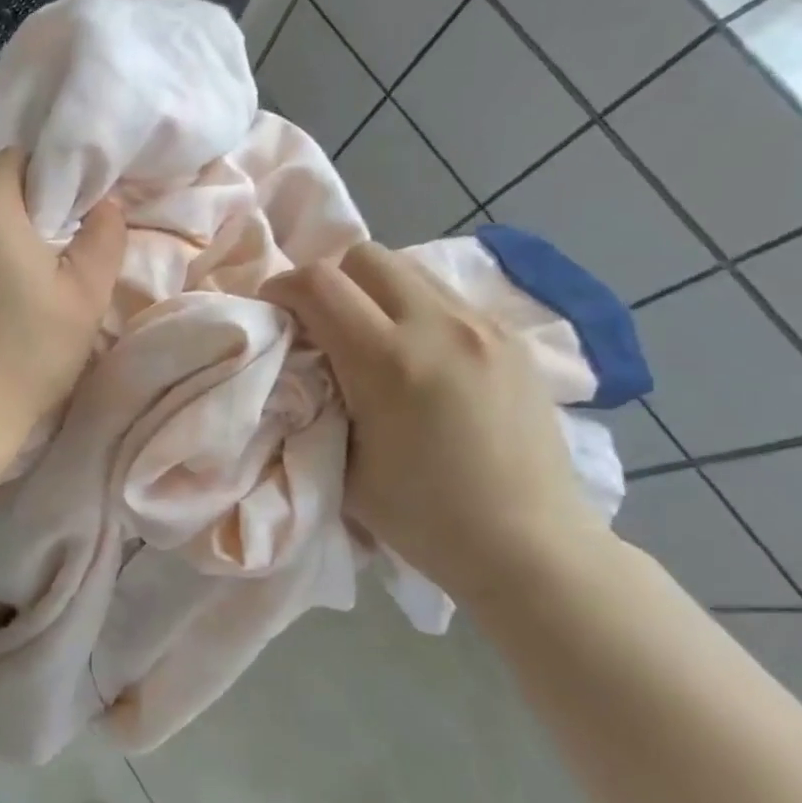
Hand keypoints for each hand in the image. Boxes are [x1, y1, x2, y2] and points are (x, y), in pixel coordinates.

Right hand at [263, 242, 609, 596]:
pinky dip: (413, 308)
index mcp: (390, 362)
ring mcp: (484, 327)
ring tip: (367, 336)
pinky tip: (417, 356)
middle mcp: (440, 327)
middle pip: (365, 256)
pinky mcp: (512, 338)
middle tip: (318, 322)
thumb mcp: (345, 465)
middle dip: (328, 279)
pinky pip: (445, 297)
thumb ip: (318, 401)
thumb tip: (304, 364)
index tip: (272, 311)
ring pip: (408, 268)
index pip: (319, 283)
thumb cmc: (424, 519)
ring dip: (372, 290)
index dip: (282, 287)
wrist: (529, 546)